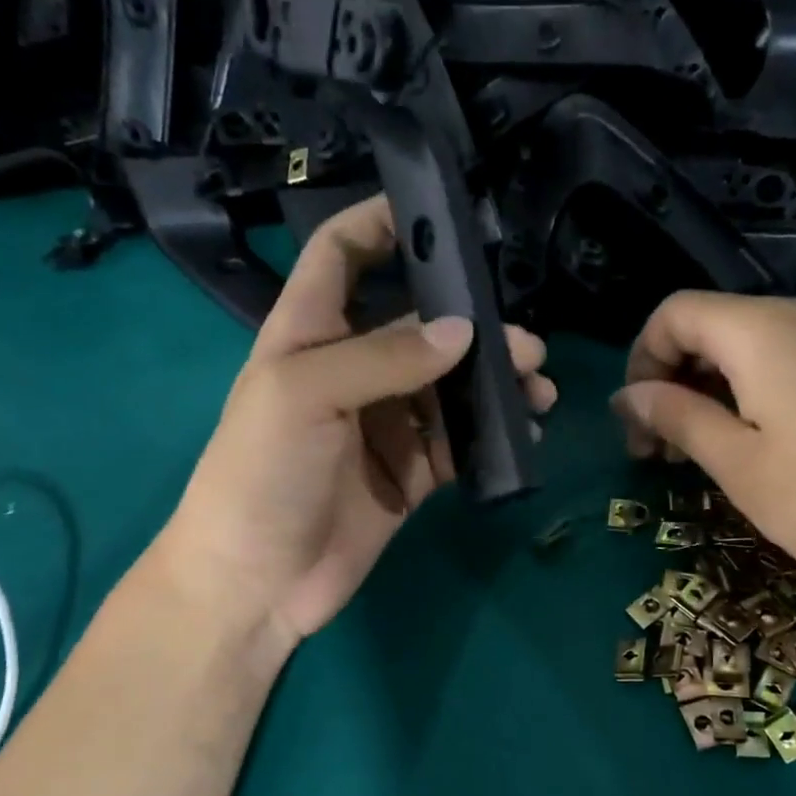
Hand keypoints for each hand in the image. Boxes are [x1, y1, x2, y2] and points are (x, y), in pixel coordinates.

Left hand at [148, 196, 555, 649]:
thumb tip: (465, 333)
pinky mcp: (409, 475)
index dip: (381, 226)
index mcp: (309, 335)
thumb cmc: (261, 474)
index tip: (439, 214)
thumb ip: (385, 357)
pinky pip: (457, 444)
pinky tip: (522, 433)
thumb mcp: (306, 394)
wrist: (258, 581)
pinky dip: (490, 436)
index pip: (342, 257)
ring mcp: (383, 426)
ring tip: (537, 390)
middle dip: (473, 328)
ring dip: (493, 385)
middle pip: (419, 328)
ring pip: (448, 389)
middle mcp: (351, 372)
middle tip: (527, 346)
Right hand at [611, 291, 795, 602]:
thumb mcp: (739, 465)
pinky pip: (779, 360)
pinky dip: (744, 392)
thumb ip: (678, 419)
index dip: (641, 361)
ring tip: (696, 454)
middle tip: (657, 452)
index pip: (673, 313)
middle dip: (669, 381)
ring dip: (704, 392)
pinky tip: (747, 443)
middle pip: (706, 327)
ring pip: (741, 346)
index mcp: (760, 331)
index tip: (637, 423)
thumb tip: (627, 396)